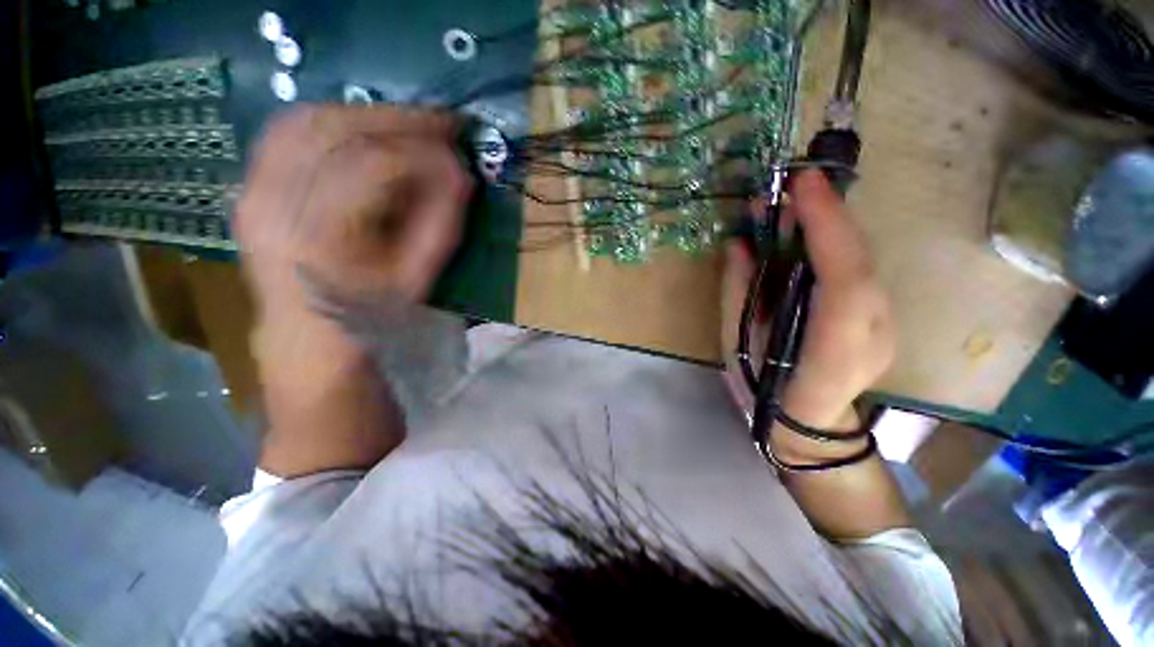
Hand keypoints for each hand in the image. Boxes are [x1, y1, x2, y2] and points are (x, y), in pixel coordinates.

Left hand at [235, 105, 473, 318]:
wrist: (307, 337)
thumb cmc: (370, 314)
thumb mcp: (417, 277)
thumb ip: (442, 224)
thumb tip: (462, 174)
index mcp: (319, 235)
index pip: (374, 165)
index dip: (423, 151)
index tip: (457, 151)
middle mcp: (273, 201)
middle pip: (335, 129)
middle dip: (397, 119)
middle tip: (441, 122)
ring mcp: (252, 188)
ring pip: (306, 119)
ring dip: (363, 114)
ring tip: (406, 124)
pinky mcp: (249, 185)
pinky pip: (286, 132)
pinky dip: (330, 120)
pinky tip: (361, 130)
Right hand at [722, 170, 895, 431]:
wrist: (808, 428)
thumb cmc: (762, 390)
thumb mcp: (736, 344)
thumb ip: (739, 292)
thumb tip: (738, 243)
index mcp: (832, 349)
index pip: (842, 277)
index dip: (825, 225)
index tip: (801, 183)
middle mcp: (872, 331)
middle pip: (859, 259)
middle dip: (827, 214)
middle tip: (792, 185)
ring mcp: (884, 323)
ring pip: (861, 259)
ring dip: (830, 224)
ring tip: (796, 201)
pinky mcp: (880, 316)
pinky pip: (857, 268)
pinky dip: (833, 242)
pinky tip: (810, 230)